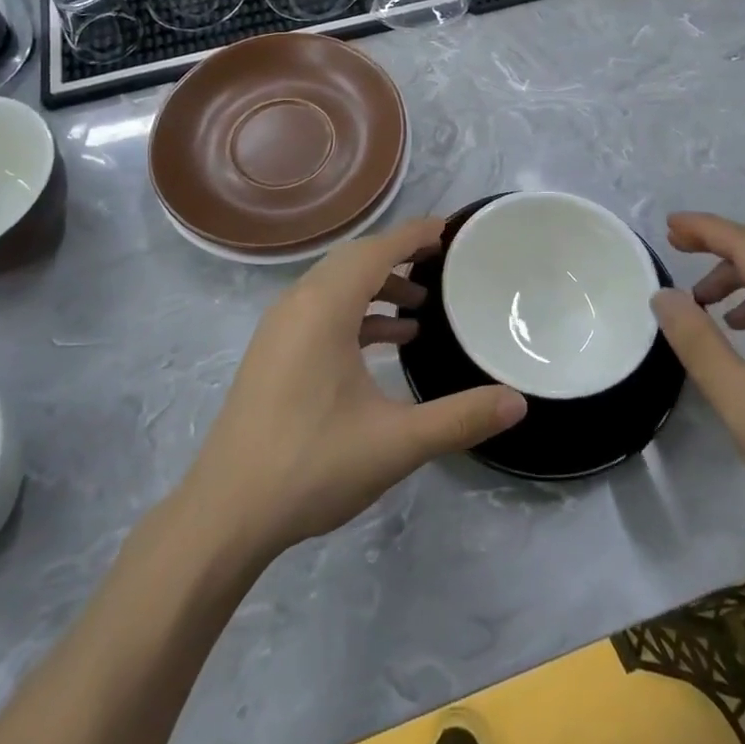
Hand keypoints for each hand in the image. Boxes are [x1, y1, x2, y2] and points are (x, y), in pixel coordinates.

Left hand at [182, 218, 526, 559]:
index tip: (452, 230)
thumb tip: (518, 403)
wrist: (226, 513)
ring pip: (336, 286)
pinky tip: (386, 344)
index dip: (415, 234)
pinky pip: (321, 311)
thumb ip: (460, 418)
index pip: (377, 250)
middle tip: (443, 265)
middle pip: (355, 260)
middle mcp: (298, 303)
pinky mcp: (274, 352)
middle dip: (399, 256)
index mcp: (324, 307)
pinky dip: (356, 314)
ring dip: (377, 287)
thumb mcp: (395, 443)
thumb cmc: (311, 465)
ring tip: (421, 309)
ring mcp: (280, 327)